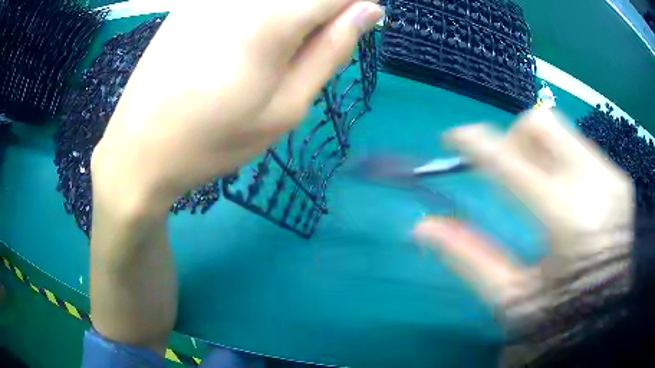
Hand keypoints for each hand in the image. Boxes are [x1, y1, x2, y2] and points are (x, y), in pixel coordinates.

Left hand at [91, 0, 383, 213]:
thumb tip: (369, 10)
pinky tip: (238, 46)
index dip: (355, 6)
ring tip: (267, 55)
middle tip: (303, 52)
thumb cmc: (214, 140)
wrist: (138, 151)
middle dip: (320, 14)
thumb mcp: (286, 107)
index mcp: (272, 18)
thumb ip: (332, 49)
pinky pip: (241, 2)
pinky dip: (259, 14)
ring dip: (290, 15)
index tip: (347, 32)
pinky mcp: (190, 4)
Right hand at [414, 109, 633, 333]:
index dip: (476, 143)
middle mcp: (595, 183)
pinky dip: (564, 161)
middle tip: (509, 170)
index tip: (453, 138)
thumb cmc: (559, 317)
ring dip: (540, 151)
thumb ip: (469, 258)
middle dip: (515, 139)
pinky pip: (582, 148)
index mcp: (567, 218)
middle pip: (541, 123)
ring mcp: (612, 176)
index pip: (511, 161)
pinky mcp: (620, 178)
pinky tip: (567, 196)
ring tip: (540, 188)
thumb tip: (423, 227)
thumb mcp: (511, 298)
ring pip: (563, 130)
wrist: (608, 314)